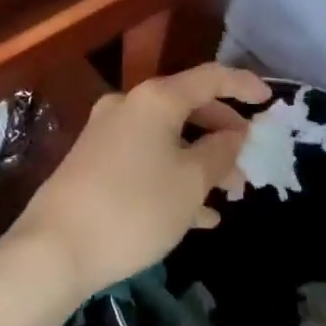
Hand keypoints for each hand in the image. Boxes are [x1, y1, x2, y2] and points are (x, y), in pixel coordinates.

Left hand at [1, 64, 271, 306]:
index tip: (270, 100)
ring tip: (228, 197)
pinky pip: (146, 159)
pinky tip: (196, 217)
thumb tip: (234, 133)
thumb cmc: (135, 208)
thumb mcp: (191, 182)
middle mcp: (129, 105)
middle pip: (187, 107)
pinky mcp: (94, 161)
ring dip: (200, 162)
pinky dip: (173, 177)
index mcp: (154, 99)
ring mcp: (107, 133)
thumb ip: (220, 152)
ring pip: (168, 138)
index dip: (243, 85)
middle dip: (222, 135)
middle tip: (248, 166)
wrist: (55, 247)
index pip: (209, 77)